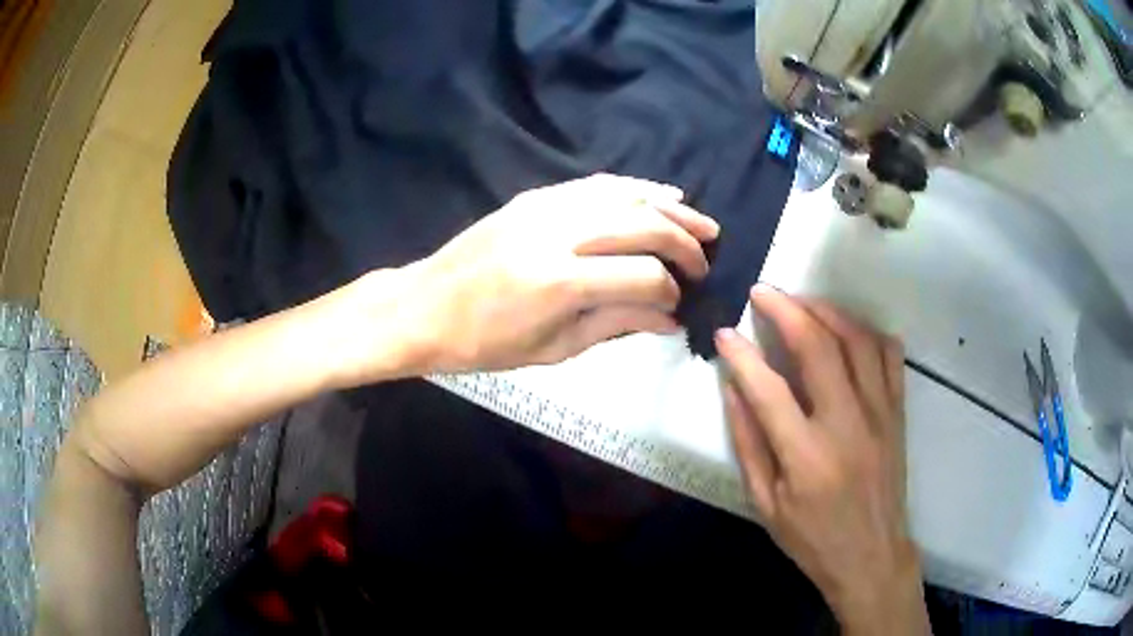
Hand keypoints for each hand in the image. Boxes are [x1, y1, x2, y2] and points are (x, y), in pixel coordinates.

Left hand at [343, 174, 717, 377]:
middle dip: (683, 243)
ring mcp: (545, 207)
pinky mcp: (535, 197)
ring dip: (669, 207)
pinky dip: (634, 188)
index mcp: (559, 283)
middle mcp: (558, 234)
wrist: (425, 306)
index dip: (669, 292)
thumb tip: (671, 318)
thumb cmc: (484, 343)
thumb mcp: (553, 348)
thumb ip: (616, 324)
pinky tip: (659, 195)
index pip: (642, 277)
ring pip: (625, 195)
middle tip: (705, 259)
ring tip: (700, 222)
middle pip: (642, 225)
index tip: (676, 305)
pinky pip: (596, 184)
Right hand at [716, 287, 928, 634]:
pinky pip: (890, 355)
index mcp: (807, 456)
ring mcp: (879, 413)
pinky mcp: (897, 412)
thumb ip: (749, 445)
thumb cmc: (813, 538)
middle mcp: (847, 423)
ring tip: (803, 302)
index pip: (768, 389)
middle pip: (818, 346)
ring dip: (827, 311)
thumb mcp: (766, 505)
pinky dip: (869, 332)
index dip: (742, 355)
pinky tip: (849, 329)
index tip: (725, 332)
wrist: (872, 555)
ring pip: (857, 340)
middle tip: (764, 292)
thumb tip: (734, 390)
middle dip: (786, 310)